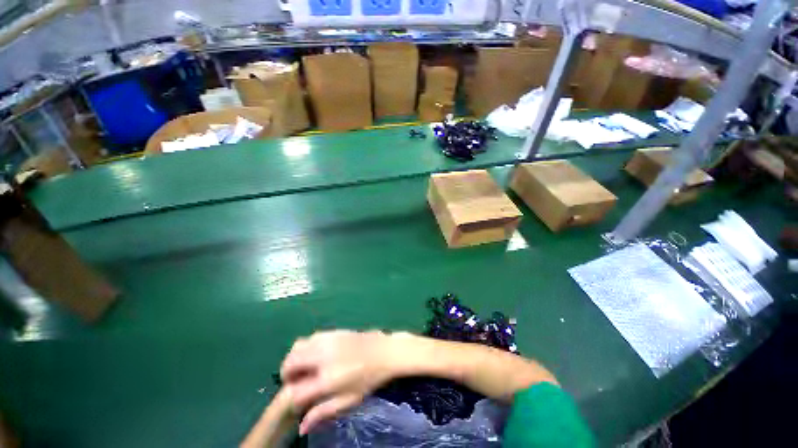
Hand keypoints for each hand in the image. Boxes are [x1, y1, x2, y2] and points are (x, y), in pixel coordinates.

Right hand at [280, 330, 403, 434]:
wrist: (384, 351)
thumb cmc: (369, 379)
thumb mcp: (349, 400)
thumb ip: (323, 412)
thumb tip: (301, 427)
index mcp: (328, 379)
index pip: (296, 391)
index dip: (290, 398)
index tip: (296, 400)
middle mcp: (323, 357)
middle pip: (290, 363)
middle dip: (286, 374)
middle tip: (296, 381)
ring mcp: (328, 341)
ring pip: (297, 346)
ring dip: (294, 358)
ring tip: (304, 367)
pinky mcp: (333, 331)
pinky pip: (310, 337)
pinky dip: (306, 347)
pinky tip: (315, 354)